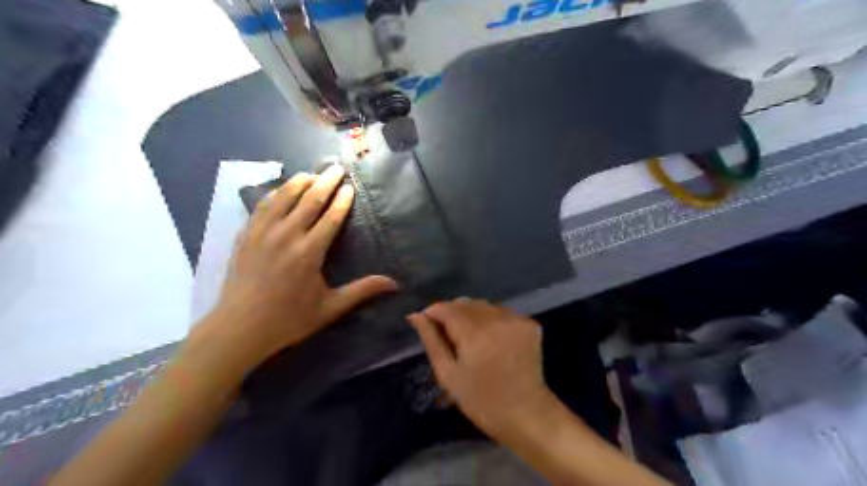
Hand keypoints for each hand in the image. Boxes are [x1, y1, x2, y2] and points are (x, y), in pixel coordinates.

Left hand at [201, 163, 397, 371]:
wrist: (239, 328)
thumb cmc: (289, 319)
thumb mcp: (330, 308)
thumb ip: (362, 291)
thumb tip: (394, 284)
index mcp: (309, 252)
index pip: (331, 216)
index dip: (342, 199)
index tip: (350, 186)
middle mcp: (287, 236)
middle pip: (309, 199)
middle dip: (326, 181)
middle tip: (336, 167)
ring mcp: (263, 233)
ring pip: (283, 197)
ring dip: (300, 182)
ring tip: (312, 173)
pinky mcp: (246, 236)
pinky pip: (262, 206)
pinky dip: (275, 194)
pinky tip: (281, 190)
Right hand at [406, 298, 554, 438]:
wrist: (526, 414)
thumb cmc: (481, 400)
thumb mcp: (448, 374)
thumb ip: (431, 340)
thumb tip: (415, 315)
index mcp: (473, 333)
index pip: (446, 308)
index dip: (433, 313)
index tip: (427, 323)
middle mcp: (496, 318)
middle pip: (465, 303)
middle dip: (452, 313)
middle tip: (449, 335)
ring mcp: (516, 319)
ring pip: (484, 305)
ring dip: (472, 315)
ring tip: (471, 338)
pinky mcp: (529, 324)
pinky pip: (502, 312)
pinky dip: (492, 319)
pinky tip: (492, 338)